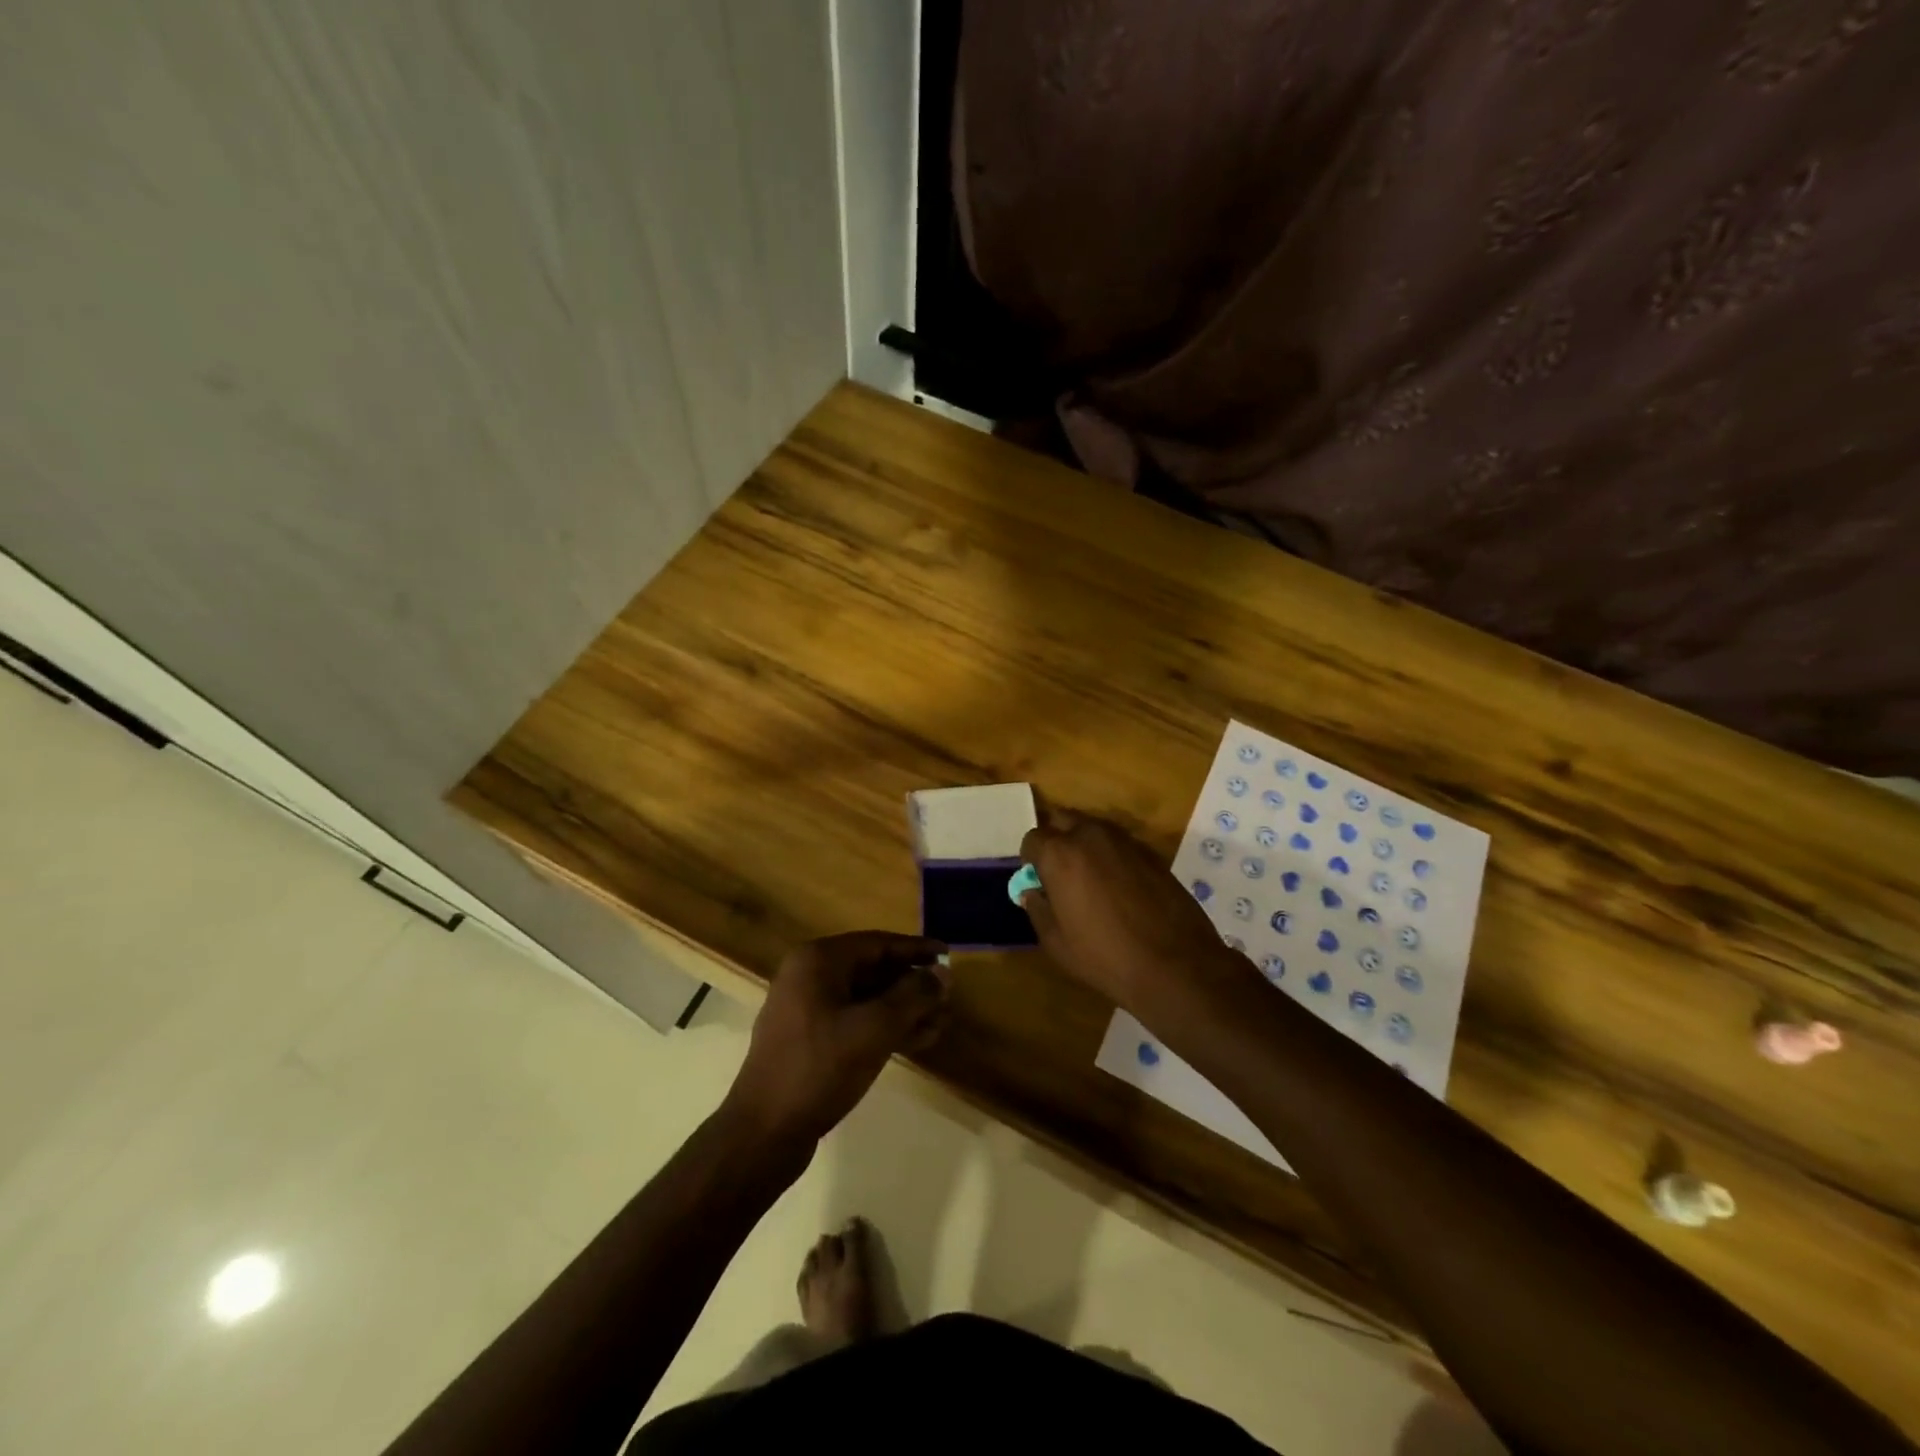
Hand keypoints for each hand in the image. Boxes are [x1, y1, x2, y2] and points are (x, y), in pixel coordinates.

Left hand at [725, 932, 949, 1145]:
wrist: (764, 1132)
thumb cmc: (820, 1068)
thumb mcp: (875, 1028)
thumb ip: (913, 996)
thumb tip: (943, 974)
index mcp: (818, 961)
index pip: (878, 943)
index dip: (917, 949)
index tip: (949, 956)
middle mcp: (809, 976)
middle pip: (873, 969)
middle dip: (912, 984)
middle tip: (948, 997)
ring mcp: (807, 1009)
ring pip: (866, 999)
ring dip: (903, 1009)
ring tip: (941, 1022)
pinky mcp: (810, 1040)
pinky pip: (855, 1021)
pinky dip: (885, 1028)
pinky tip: (917, 1041)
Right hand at [1019, 810, 1239, 1009]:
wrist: (1175, 965)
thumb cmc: (1105, 956)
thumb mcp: (1056, 942)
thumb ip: (1038, 909)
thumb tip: (1031, 892)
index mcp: (1060, 854)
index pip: (1033, 839)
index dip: (1031, 859)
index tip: (1037, 880)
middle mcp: (1091, 835)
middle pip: (1063, 821)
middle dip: (1057, 840)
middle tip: (1060, 873)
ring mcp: (1125, 840)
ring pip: (1094, 830)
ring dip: (1085, 846)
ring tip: (1090, 880)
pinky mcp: (1152, 852)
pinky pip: (1120, 845)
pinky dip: (1112, 857)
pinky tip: (1119, 888)